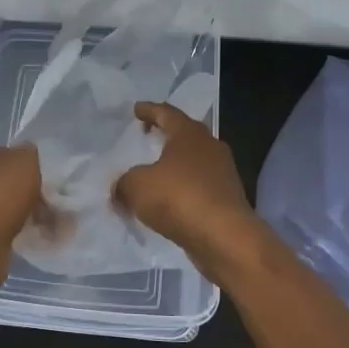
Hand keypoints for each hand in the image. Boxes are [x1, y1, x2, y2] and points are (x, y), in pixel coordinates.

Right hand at [114, 102, 257, 277]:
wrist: (225, 238)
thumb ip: (124, 182)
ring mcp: (223, 173)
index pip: (166, 113)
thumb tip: (121, 187)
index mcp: (189, 134)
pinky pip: (199, 186)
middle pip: (185, 134)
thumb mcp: (137, 186)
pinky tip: (170, 201)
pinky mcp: (227, 198)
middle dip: (166, 134)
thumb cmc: (179, 198)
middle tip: (148, 135)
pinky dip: (183, 188)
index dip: (149, 110)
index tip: (137, 109)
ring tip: (156, 172)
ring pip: (194, 161)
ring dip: (175, 164)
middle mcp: (210, 147)